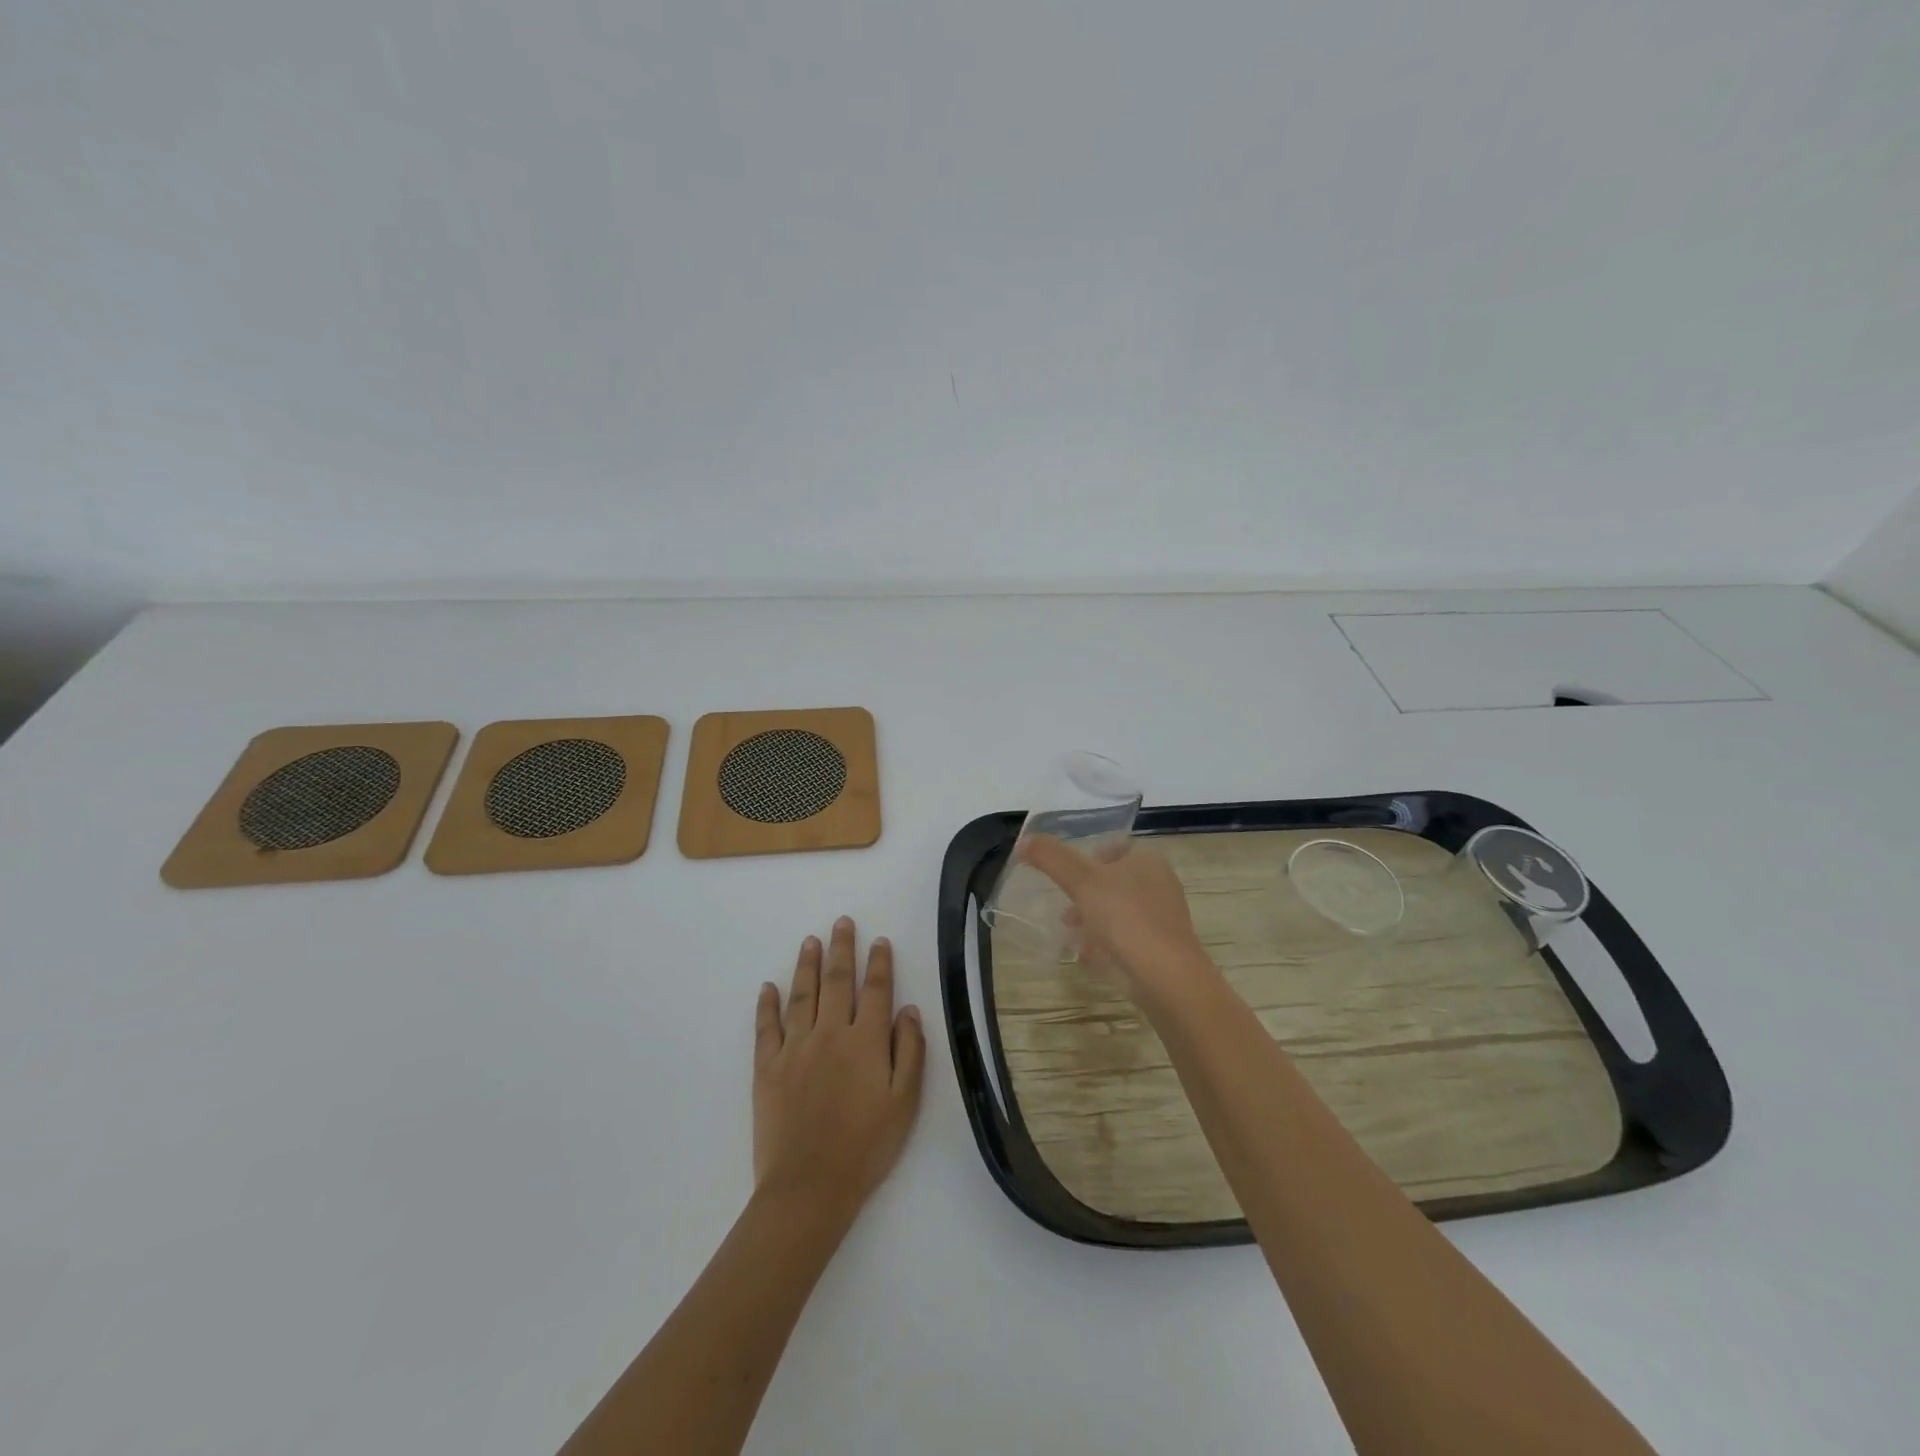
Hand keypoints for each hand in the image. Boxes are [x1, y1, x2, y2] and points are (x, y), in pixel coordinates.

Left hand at [753, 917, 925, 1225]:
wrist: (809, 1187)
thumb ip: (910, 1051)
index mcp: (866, 1041)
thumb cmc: (866, 1147)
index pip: (875, 990)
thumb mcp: (904, 1103)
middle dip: (841, 949)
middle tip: (842, 922)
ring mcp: (795, 1048)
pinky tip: (769, 986)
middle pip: (836, 981)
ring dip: (807, 964)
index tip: (879, 940)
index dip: (879, 963)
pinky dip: (767, 1004)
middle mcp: (830, 1033)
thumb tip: (908, 1009)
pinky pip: (767, 1027)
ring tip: (810, 940)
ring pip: (802, 994)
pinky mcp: (767, 1067)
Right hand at [1019, 835, 1212, 1003]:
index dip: (1087, 857)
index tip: (1066, 876)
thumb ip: (1051, 858)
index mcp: (1147, 860)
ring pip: (1117, 911)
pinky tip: (1088, 956)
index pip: (1114, 847)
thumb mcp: (1081, 881)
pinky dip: (1105, 944)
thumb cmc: (1125, 918)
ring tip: (1070, 934)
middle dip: (1084, 894)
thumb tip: (1023, 841)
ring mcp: (1161, 918)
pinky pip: (1125, 939)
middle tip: (1064, 909)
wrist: (1165, 977)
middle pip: (1112, 881)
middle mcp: (1159, 884)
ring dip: (1091, 920)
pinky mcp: (1159, 949)